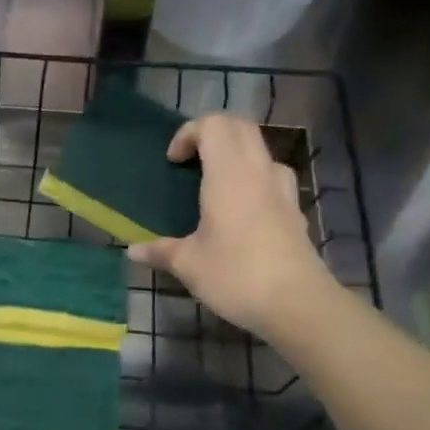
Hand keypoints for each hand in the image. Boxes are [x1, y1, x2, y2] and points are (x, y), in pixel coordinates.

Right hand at [127, 115, 332, 335]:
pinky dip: (253, 181)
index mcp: (229, 175)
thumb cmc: (235, 275)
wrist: (297, 304)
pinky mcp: (295, 212)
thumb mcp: (188, 264)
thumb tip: (132, 251)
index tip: (173, 162)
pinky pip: (273, 179)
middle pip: (241, 128)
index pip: (214, 125)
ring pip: (261, 151)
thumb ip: (160, 251)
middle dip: (213, 135)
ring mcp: (283, 191)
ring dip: (236, 156)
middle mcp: (259, 173)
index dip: (189, 133)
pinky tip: (241, 212)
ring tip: (216, 184)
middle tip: (191, 162)